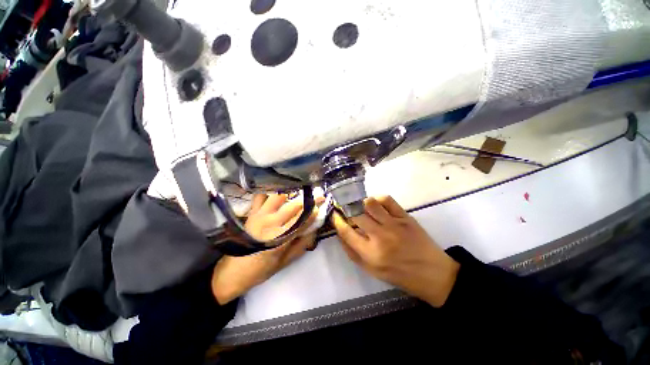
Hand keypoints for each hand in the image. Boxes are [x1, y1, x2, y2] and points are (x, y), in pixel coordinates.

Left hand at [211, 194, 316, 304]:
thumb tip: (313, 229)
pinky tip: (277, 193)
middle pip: (293, 206)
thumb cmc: (260, 270)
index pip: (301, 221)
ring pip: (278, 196)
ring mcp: (259, 216)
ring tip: (298, 192)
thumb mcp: (285, 262)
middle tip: (317, 195)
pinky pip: (261, 196)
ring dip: (290, 192)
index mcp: (279, 239)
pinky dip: (270, 192)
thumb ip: (302, 245)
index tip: (322, 204)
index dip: (313, 212)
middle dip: (307, 199)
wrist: (232, 273)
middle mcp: (269, 224)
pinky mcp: (251, 213)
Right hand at [331, 196, 459, 306]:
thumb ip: (352, 252)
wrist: (432, 274)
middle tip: (346, 209)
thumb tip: (340, 234)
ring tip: (360, 206)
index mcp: (370, 254)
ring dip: (361, 203)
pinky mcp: (405, 217)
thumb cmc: (399, 275)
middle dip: (346, 209)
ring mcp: (394, 225)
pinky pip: (387, 200)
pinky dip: (377, 198)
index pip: (346, 232)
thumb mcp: (371, 270)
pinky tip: (375, 204)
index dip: (337, 221)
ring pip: (370, 203)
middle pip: (355, 215)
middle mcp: (380, 237)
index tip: (334, 215)